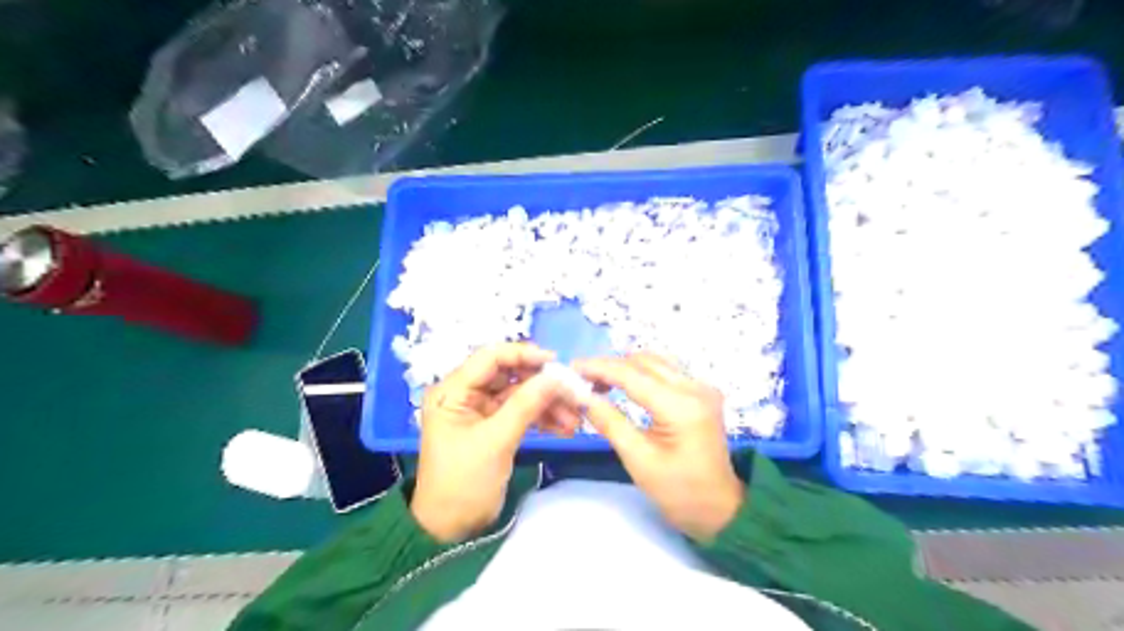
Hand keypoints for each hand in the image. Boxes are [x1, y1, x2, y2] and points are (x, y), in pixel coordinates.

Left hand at [411, 343, 579, 544]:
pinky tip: (565, 428)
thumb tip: (557, 375)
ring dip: (547, 403)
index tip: (556, 362)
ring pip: (520, 394)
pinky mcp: (494, 426)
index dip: (523, 354)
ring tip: (575, 418)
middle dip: (542, 384)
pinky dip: (542, 418)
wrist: (451, 530)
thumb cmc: (464, 482)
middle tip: (573, 393)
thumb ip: (526, 404)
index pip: (490, 358)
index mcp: (453, 391)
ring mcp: (481, 410)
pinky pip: (522, 412)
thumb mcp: (496, 441)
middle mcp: (465, 394)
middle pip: (510, 375)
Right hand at [573, 355, 742, 542]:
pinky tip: (624, 386)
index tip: (571, 368)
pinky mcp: (702, 392)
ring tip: (600, 383)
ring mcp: (702, 387)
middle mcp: (695, 387)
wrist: (720, 508)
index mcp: (681, 407)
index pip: (632, 375)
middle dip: (610, 366)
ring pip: (655, 362)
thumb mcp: (638, 460)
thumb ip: (609, 423)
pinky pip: (666, 371)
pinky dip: (641, 373)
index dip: (599, 368)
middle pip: (644, 362)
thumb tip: (582, 396)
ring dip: (625, 367)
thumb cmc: (679, 492)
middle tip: (582, 380)